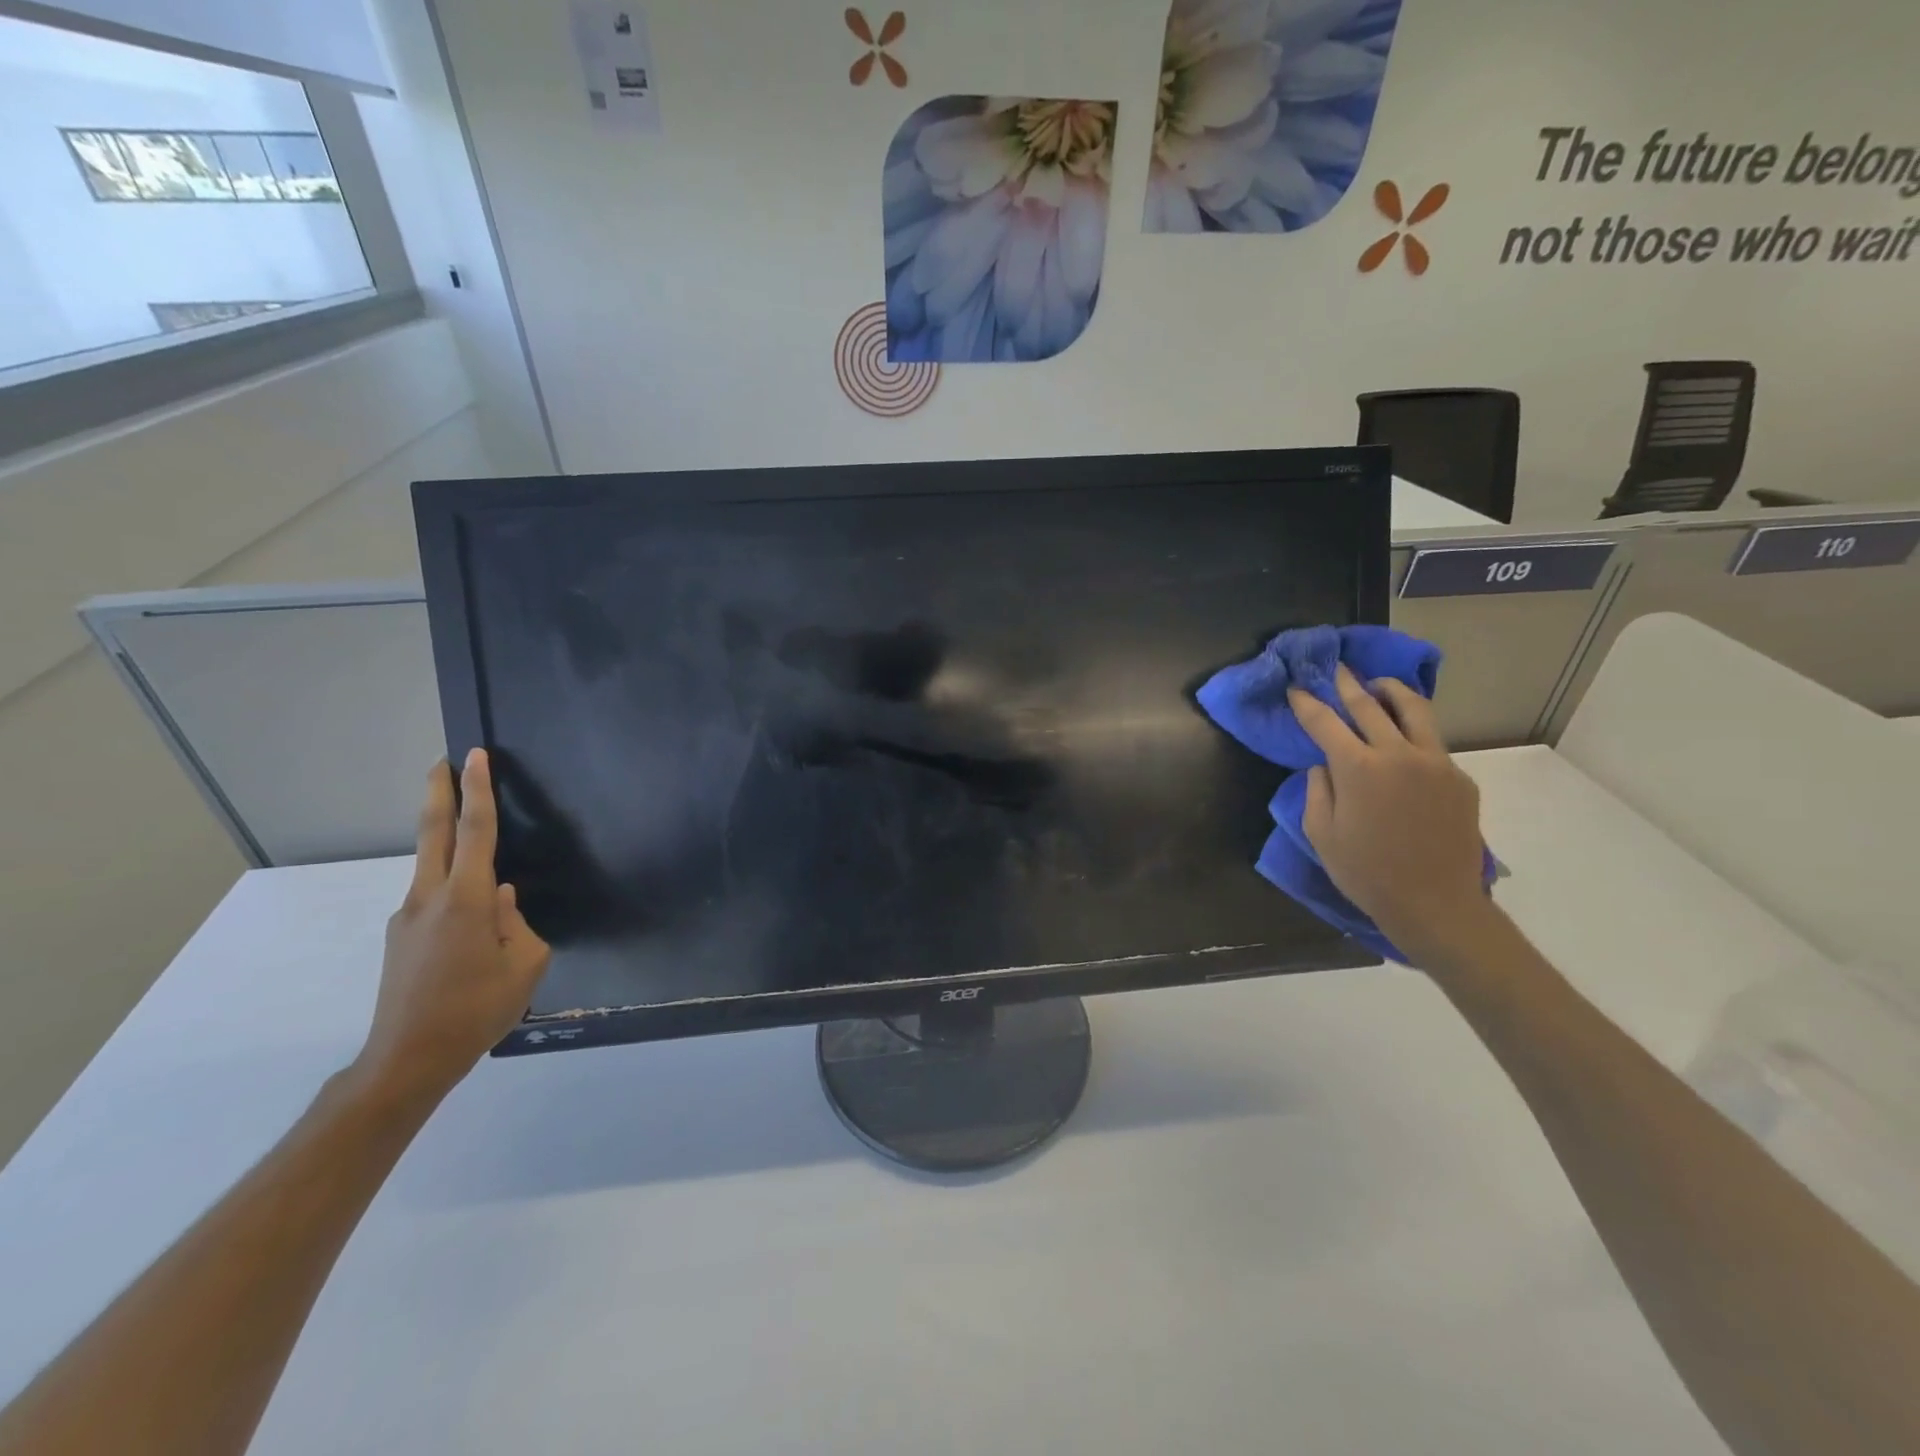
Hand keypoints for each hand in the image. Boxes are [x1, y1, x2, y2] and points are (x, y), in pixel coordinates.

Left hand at [352, 750, 550, 1106]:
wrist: (407, 1060)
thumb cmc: (477, 1010)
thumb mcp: (524, 965)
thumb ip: (518, 921)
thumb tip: (501, 897)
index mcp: (466, 901)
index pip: (475, 832)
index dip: (477, 791)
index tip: (473, 756)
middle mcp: (429, 899)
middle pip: (434, 834)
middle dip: (439, 793)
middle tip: (442, 761)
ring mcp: (407, 918)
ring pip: (433, 867)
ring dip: (447, 841)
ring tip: (474, 842)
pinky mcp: (399, 938)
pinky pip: (433, 899)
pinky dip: (452, 887)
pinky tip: (471, 918)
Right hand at [1289, 666, 1495, 969]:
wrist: (1435, 904)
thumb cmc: (1365, 872)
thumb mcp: (1321, 833)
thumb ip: (1318, 790)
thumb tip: (1324, 765)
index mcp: (1357, 768)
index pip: (1324, 722)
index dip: (1306, 703)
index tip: (1296, 688)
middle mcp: (1398, 754)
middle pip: (1368, 706)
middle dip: (1347, 684)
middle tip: (1336, 669)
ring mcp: (1435, 763)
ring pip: (1414, 710)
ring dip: (1391, 692)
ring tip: (1378, 685)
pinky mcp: (1459, 778)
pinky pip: (1433, 744)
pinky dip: (1413, 732)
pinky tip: (1404, 741)